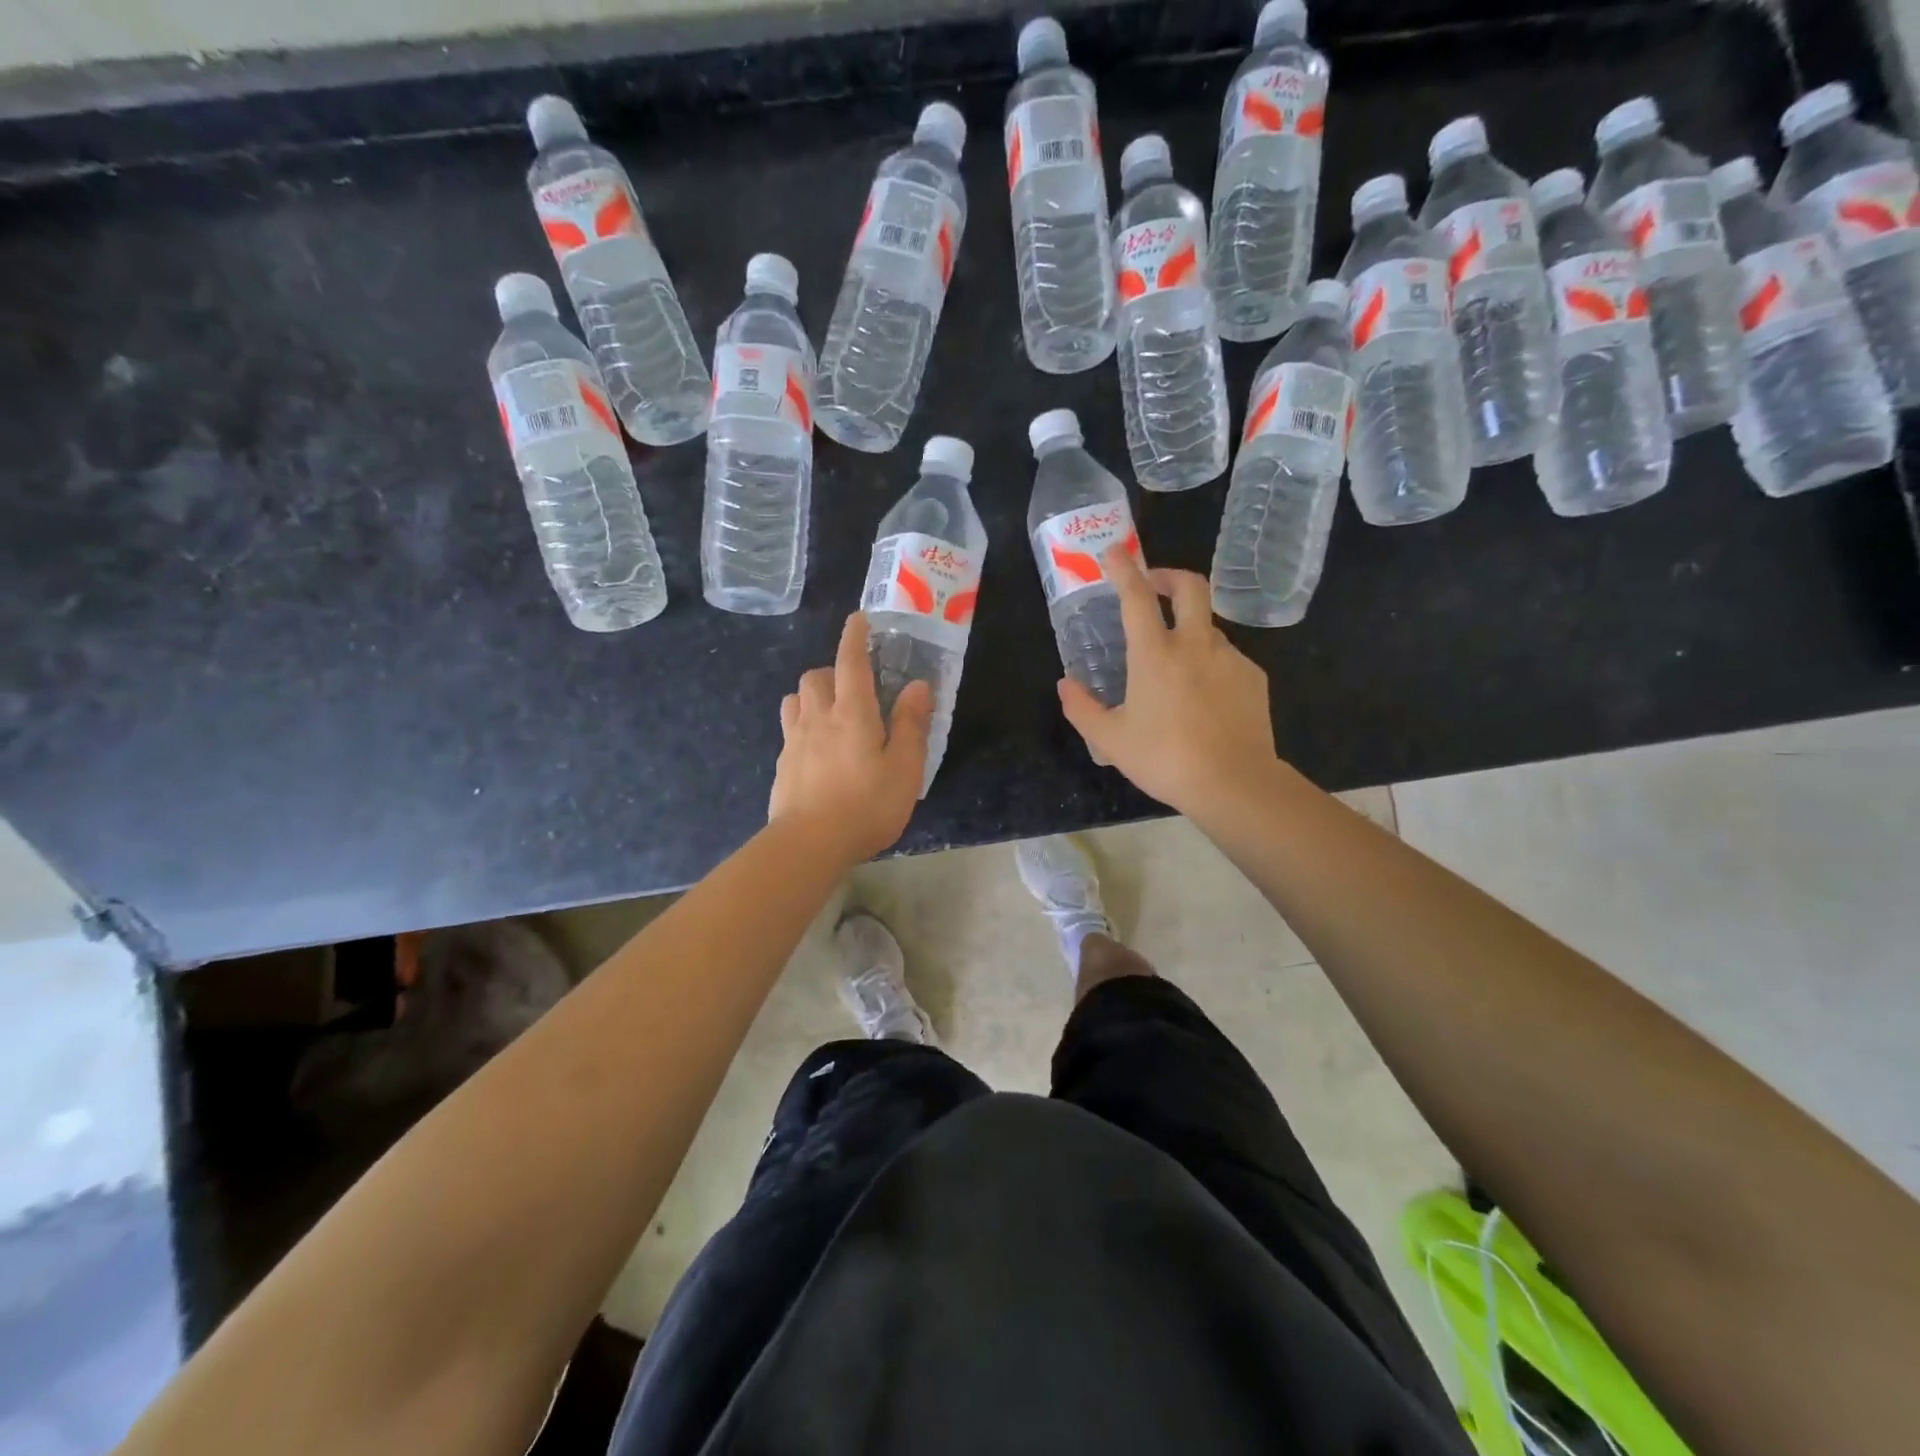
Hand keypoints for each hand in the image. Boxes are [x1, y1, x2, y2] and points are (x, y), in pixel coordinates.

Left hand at [769, 612, 932, 866]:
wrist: (809, 844)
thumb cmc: (866, 805)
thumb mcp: (904, 768)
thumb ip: (911, 724)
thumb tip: (917, 686)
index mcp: (852, 713)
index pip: (851, 662)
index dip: (854, 637)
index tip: (858, 619)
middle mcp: (818, 717)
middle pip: (815, 676)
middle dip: (832, 671)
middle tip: (854, 689)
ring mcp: (794, 741)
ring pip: (795, 700)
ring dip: (811, 696)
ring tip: (830, 715)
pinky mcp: (782, 765)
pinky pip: (789, 731)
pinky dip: (803, 727)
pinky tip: (817, 751)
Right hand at [1056, 545, 1278, 816]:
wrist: (1234, 783)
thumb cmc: (1164, 759)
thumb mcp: (1110, 740)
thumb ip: (1082, 708)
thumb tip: (1065, 685)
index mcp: (1154, 654)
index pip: (1136, 596)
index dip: (1123, 568)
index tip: (1114, 552)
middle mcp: (1195, 644)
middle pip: (1190, 586)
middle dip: (1169, 575)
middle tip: (1154, 583)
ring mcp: (1229, 658)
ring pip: (1207, 627)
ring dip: (1188, 630)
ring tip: (1174, 667)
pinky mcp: (1253, 677)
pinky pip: (1226, 659)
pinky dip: (1209, 664)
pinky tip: (1203, 697)